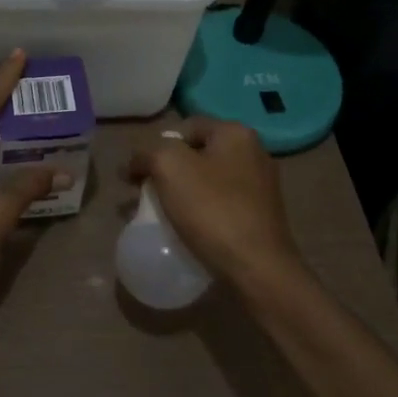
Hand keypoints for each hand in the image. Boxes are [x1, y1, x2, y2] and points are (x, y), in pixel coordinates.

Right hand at [126, 117, 303, 289]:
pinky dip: (200, 212)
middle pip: (196, 154)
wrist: (258, 269)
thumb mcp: (169, 166)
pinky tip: (187, 230)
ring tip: (161, 216)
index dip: (155, 147)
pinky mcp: (261, 216)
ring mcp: (261, 186)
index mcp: (236, 133)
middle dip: (167, 172)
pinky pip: (220, 205)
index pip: (184, 127)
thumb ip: (148, 152)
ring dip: (181, 194)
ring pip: (207, 181)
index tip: (137, 176)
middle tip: (145, 196)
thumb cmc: (213, 210)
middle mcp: (253, 153)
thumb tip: (136, 161)